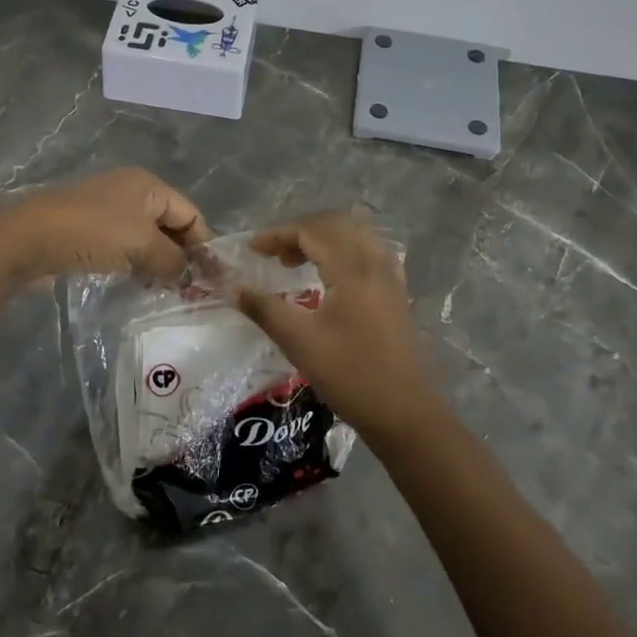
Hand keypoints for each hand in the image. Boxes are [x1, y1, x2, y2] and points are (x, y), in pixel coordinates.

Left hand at [0, 167, 209, 284]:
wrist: (27, 238)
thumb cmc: (93, 232)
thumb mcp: (142, 245)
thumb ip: (173, 261)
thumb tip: (190, 276)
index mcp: (149, 185)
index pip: (191, 213)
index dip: (204, 245)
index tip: (212, 280)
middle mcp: (131, 191)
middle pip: (170, 224)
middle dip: (182, 255)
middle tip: (192, 290)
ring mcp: (107, 209)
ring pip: (146, 238)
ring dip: (158, 263)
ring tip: (167, 291)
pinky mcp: (88, 230)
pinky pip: (124, 246)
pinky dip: (135, 263)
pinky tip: (137, 284)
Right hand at [234, 211, 438, 441]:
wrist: (403, 412)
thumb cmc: (349, 375)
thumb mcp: (299, 342)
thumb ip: (264, 309)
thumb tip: (234, 288)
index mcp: (352, 269)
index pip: (312, 230)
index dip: (278, 234)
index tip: (252, 251)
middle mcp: (374, 263)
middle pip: (335, 224)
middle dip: (299, 231)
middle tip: (273, 254)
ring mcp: (390, 277)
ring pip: (354, 235)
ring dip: (322, 238)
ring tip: (296, 262)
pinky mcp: (396, 293)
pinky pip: (369, 252)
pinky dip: (344, 251)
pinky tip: (330, 275)